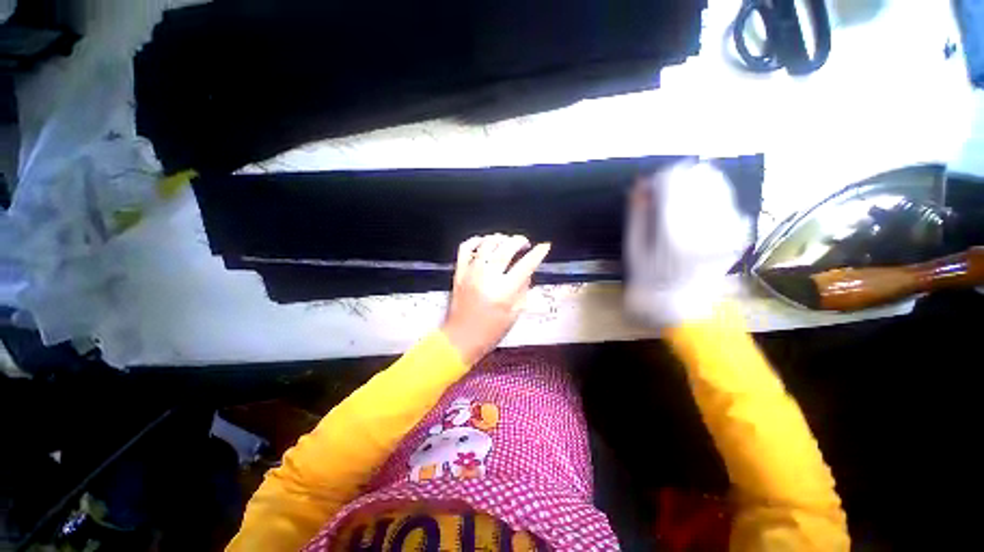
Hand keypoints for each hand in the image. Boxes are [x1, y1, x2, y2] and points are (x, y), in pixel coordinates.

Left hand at [442, 234, 550, 365]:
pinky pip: (465, 248)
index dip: (538, 253)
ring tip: (506, 242)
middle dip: (519, 241)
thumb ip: (523, 290)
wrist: (461, 338)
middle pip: (505, 249)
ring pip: (486, 244)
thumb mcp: (514, 314)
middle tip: (524, 243)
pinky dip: (475, 240)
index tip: (544, 246)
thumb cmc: (490, 331)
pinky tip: (484, 242)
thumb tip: (527, 272)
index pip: (525, 265)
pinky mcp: (459, 272)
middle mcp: (487, 278)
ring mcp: (471, 273)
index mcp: (504, 292)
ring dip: (500, 238)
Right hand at [625, 161, 750, 325]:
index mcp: (674, 231)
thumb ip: (637, 215)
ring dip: (698, 185)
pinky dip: (713, 200)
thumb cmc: (648, 280)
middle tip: (666, 191)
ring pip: (718, 185)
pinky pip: (729, 203)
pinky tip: (700, 214)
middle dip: (680, 177)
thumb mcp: (633, 249)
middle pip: (700, 176)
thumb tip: (641, 185)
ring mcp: (726, 230)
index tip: (651, 186)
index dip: (660, 177)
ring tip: (682, 200)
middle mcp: (706, 226)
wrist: (681, 308)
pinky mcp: (737, 236)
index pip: (673, 181)